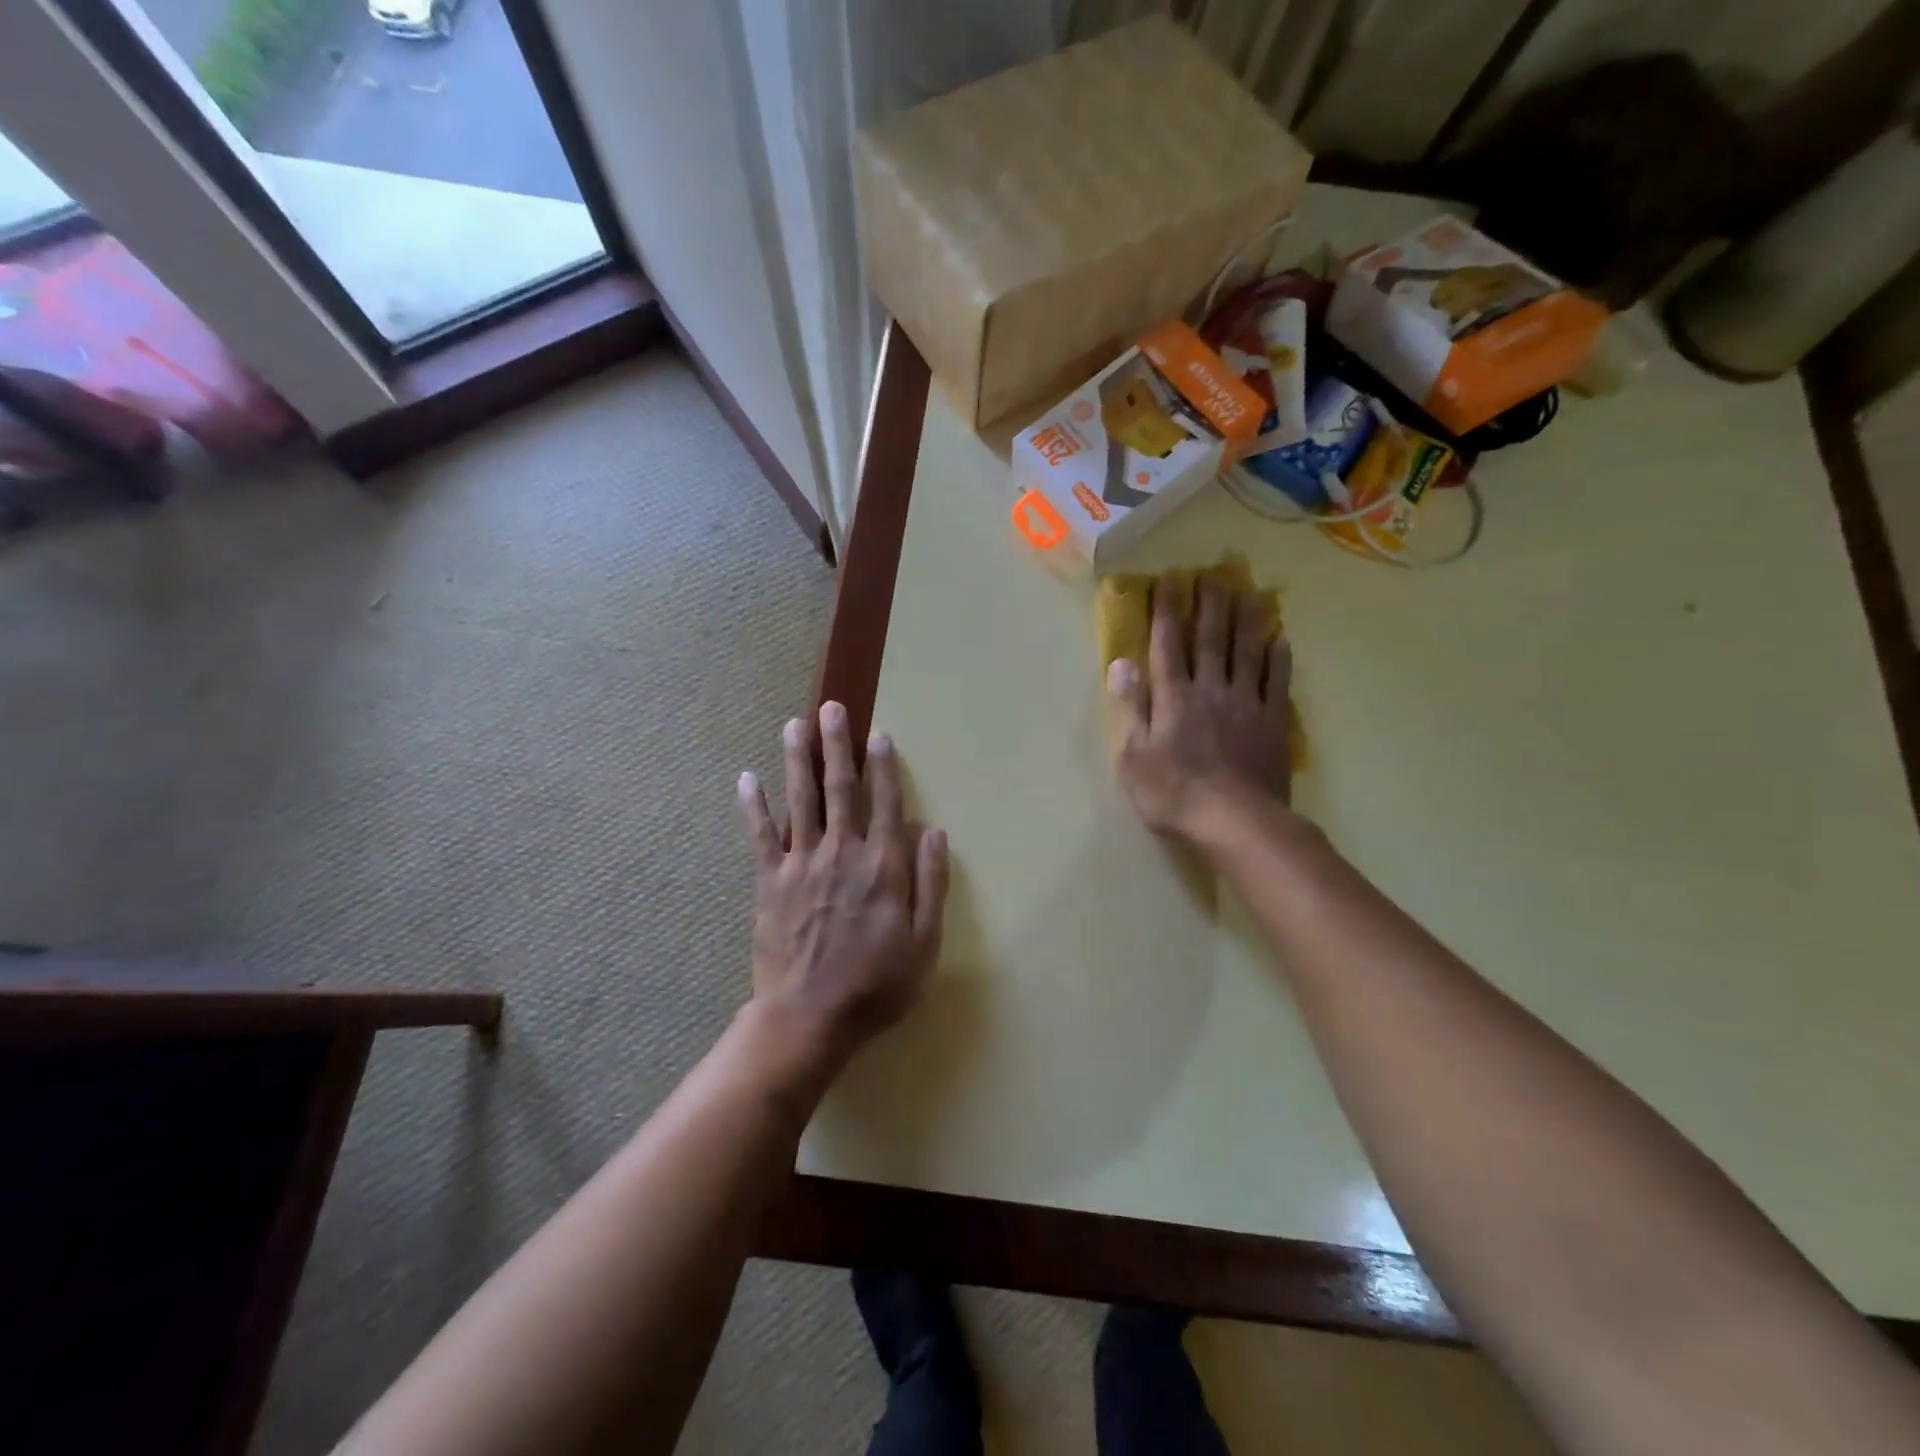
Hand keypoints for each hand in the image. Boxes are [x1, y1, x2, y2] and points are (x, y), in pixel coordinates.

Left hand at [737, 702, 948, 1082]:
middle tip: (832, 708)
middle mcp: (841, 853)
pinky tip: (746, 778)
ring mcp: (801, 864)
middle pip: (840, 788)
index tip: (878, 734)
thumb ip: (931, 884)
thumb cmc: (876, 985)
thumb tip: (935, 832)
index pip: (885, 803)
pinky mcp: (769, 882)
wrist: (809, 1018)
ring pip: (800, 800)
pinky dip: (753, 806)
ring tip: (795, 725)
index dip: (883, 766)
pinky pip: (760, 836)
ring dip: (797, 759)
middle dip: (837, 745)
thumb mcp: (924, 942)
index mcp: (881, 866)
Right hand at [1107, 575, 1293, 844]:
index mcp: (1172, 698)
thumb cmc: (1173, 794)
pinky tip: (1281, 640)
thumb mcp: (1133, 758)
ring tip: (1250, 592)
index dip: (1166, 612)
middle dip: (1209, 605)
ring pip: (1247, 652)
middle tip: (1213, 573)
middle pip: (1210, 640)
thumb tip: (1122, 664)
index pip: (1167, 646)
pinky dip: (1278, 659)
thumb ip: (1131, 708)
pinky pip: (1277, 683)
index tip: (1169, 581)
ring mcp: (1246, 704)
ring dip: (1247, 620)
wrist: (1235, 821)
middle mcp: (1210, 690)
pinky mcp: (1273, 722)